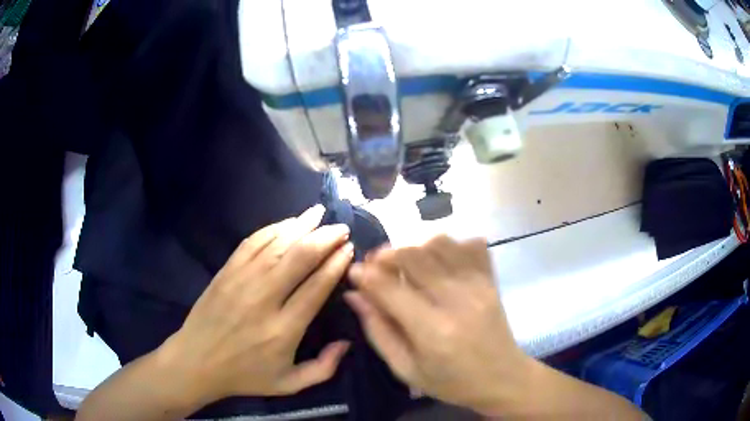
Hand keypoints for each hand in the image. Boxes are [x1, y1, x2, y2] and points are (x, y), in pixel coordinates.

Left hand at [160, 205, 353, 404]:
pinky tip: (287, 223)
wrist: (196, 362)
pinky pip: (252, 243)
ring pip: (276, 244)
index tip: (349, 249)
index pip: (316, 287)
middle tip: (341, 228)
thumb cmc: (244, 376)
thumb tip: (346, 342)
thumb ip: (324, 368)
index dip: (335, 264)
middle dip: (324, 238)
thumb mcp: (289, 385)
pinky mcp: (226, 272)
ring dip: (301, 226)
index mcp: (283, 329)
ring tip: (319, 214)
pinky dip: (272, 229)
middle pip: (299, 258)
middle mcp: (264, 299)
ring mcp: (241, 281)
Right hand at [345, 235, 529, 414]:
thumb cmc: (451, 382)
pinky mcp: (491, 280)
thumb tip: (354, 295)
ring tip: (404, 261)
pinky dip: (450, 243)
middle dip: (386, 254)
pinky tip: (438, 258)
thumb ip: (378, 331)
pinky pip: (470, 245)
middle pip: (414, 255)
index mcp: (432, 331)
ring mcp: (478, 286)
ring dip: (414, 245)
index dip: (366, 275)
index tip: (354, 272)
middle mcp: (456, 301)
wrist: (502, 378)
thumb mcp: (406, 369)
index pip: (390, 289)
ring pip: (440, 243)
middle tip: (375, 264)